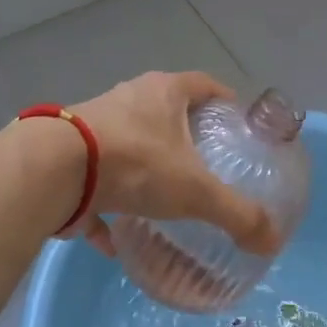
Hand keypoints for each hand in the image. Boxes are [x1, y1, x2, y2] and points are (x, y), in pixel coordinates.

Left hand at [68, 72, 278, 254]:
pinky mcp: (68, 158)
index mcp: (163, 93)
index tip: (238, 124)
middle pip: (165, 113)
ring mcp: (94, 127)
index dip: (225, 101)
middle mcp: (128, 100)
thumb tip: (271, 241)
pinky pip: (95, 184)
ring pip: (128, 146)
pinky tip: (115, 241)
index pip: (205, 84)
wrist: (55, 170)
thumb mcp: (195, 191)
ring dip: (144, 172)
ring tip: (164, 201)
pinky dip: (107, 210)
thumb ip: (236, 214)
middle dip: (185, 138)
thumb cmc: (136, 163)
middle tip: (207, 167)